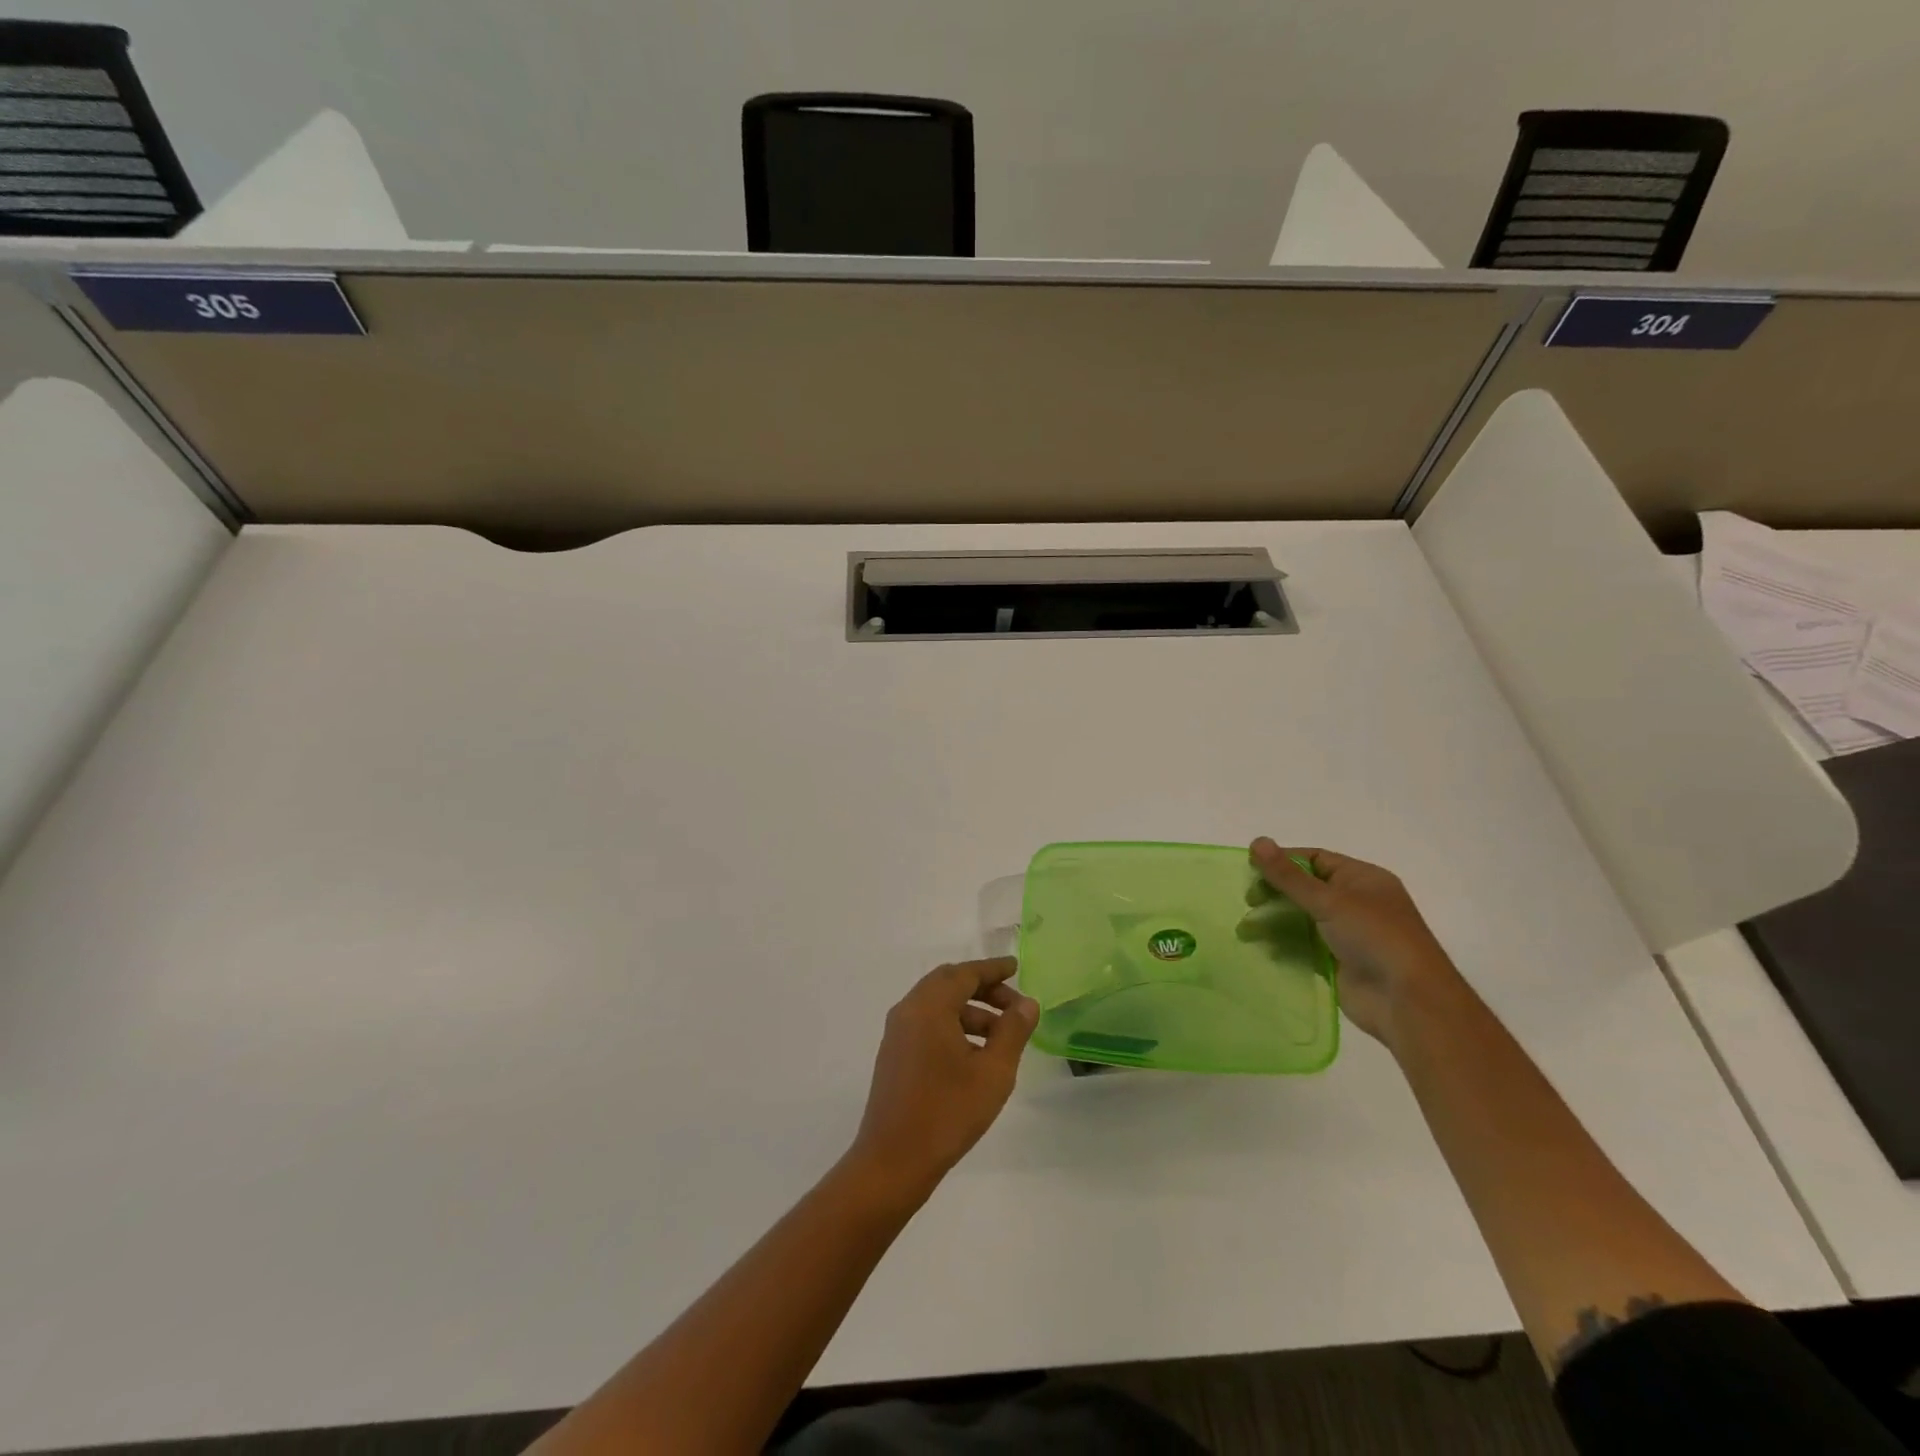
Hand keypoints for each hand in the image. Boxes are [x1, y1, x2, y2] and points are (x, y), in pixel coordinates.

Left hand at [847, 958, 1037, 1202]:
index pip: (965, 973)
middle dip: (983, 989)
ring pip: (938, 1005)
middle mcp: (908, 1010)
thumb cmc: (947, 1112)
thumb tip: (1026, 1003)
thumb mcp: (993, 1072)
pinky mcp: (895, 1055)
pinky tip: (975, 1054)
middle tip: (1014, 1004)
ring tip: (1002, 1036)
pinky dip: (953, 1025)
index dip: (993, 969)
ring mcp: (897, 1034)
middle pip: (948, 983)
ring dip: (970, 1011)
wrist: (893, 1161)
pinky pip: (927, 1024)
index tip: (1016, 967)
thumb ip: (1012, 1031)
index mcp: (929, 1006)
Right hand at [1248, 839, 1464, 1049]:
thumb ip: (1288, 875)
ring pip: (1302, 919)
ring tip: (1246, 930)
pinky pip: (1304, 946)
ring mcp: (1348, 934)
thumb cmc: (1374, 937)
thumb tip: (1256, 841)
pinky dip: (1283, 945)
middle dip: (1275, 893)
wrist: (1406, 1001)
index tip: (1251, 870)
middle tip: (1249, 901)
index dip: (1282, 862)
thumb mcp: (1329, 900)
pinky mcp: (1338, 962)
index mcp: (1362, 879)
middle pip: (1305, 889)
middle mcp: (1356, 902)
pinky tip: (1262, 948)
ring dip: (1274, 921)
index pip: (1315, 859)